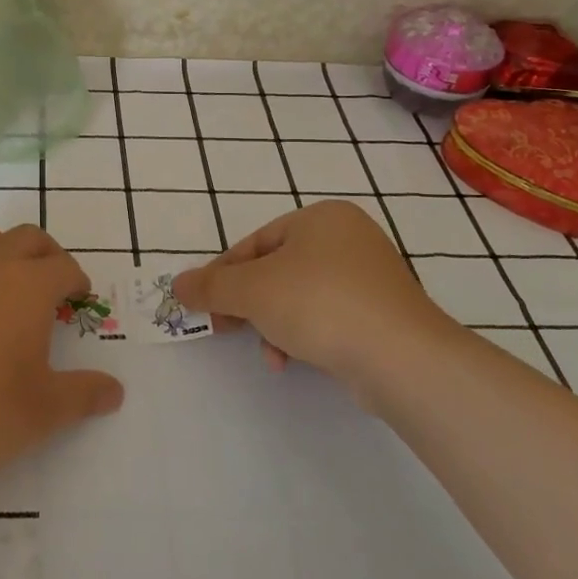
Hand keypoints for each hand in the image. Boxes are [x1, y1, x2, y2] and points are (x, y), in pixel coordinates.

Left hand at [0, 223, 124, 494]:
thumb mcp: (43, 412)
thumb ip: (84, 395)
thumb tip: (115, 391)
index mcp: (26, 286)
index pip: (63, 266)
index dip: (77, 280)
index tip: (79, 298)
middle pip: (25, 238)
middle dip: (46, 254)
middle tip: (52, 284)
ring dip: (2, 253)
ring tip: (6, 289)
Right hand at [173, 200, 456, 392]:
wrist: (400, 356)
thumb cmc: (319, 304)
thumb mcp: (251, 291)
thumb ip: (210, 286)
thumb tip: (176, 285)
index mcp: (321, 217)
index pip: (255, 242)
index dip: (223, 274)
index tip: (203, 304)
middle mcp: (349, 238)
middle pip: (277, 270)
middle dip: (249, 303)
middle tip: (225, 327)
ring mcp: (371, 277)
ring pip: (300, 296)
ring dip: (274, 324)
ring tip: (268, 352)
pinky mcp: (383, 314)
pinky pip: (328, 317)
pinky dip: (304, 335)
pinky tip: (293, 361)